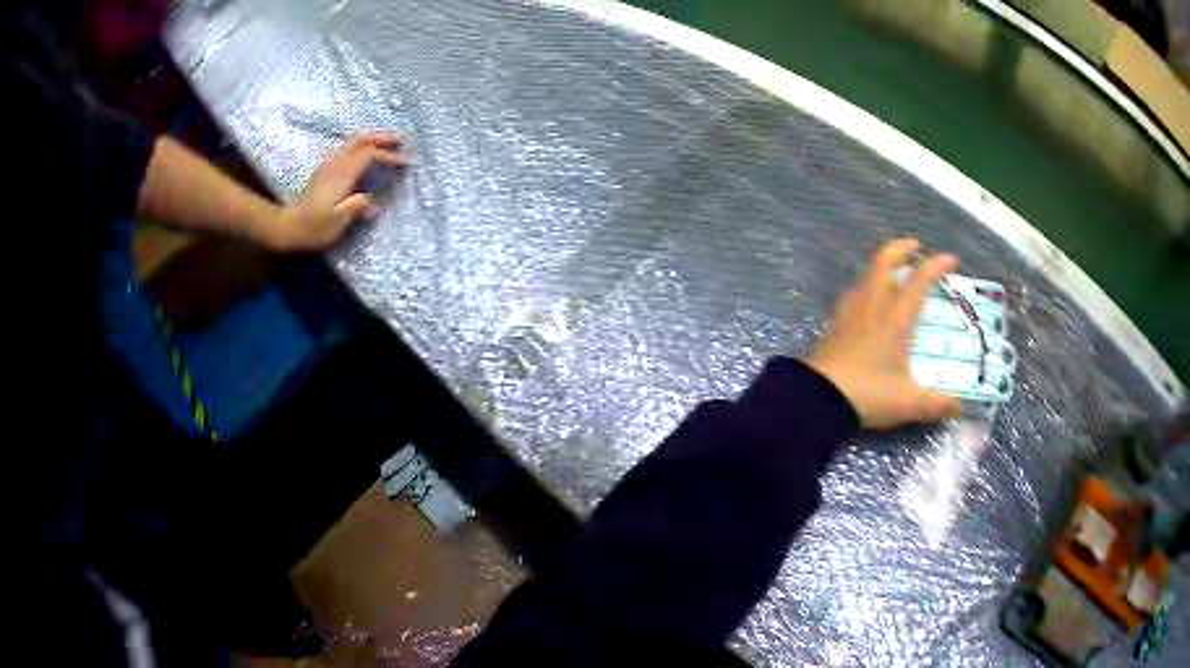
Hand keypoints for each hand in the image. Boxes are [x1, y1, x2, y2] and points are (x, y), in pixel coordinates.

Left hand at [265, 132, 408, 250]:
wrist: (286, 227)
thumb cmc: (313, 228)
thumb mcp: (337, 222)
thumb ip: (357, 207)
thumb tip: (372, 202)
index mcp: (343, 174)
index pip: (370, 155)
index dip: (390, 156)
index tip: (406, 163)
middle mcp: (335, 164)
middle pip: (361, 140)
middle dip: (382, 138)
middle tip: (401, 141)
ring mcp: (327, 166)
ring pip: (352, 142)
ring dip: (371, 140)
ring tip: (386, 145)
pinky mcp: (323, 171)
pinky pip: (346, 149)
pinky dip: (360, 147)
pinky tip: (364, 156)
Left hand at [808, 238, 962, 428]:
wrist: (818, 400)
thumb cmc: (868, 396)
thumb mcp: (909, 404)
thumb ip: (937, 405)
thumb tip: (960, 409)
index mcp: (894, 321)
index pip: (917, 283)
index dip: (935, 266)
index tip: (951, 259)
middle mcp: (871, 309)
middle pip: (883, 264)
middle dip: (900, 248)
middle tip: (914, 244)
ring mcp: (848, 315)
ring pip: (864, 276)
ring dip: (880, 265)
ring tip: (891, 269)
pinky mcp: (833, 326)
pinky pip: (851, 294)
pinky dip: (863, 286)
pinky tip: (864, 297)